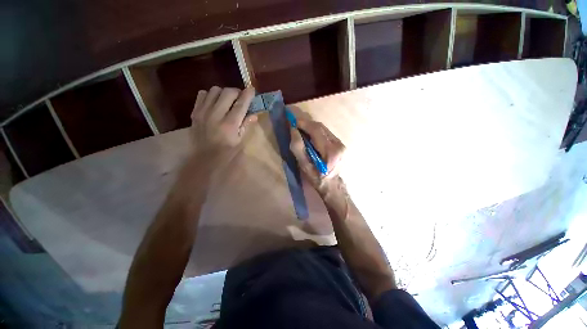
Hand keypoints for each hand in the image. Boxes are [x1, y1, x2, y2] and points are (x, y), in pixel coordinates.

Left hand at [190, 86, 256, 153]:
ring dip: (224, 92)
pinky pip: (202, 95)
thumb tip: (254, 114)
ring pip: (214, 90)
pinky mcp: (195, 112)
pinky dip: (210, 95)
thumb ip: (246, 126)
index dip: (247, 95)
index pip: (241, 104)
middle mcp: (216, 115)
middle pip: (227, 92)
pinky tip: (214, 103)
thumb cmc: (226, 152)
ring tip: (227, 100)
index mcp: (230, 125)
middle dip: (237, 92)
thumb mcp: (239, 141)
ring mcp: (203, 112)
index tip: (252, 89)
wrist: (203, 158)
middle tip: (240, 98)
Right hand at [289, 116, 345, 195]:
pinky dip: (316, 131)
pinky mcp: (340, 144)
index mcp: (330, 151)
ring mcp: (341, 143)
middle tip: (295, 123)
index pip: (316, 130)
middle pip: (320, 127)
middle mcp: (338, 144)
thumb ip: (298, 148)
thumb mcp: (304, 166)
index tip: (292, 120)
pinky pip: (326, 133)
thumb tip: (293, 130)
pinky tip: (309, 135)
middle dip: (306, 123)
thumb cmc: (316, 178)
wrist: (332, 185)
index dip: (303, 123)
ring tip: (301, 129)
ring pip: (323, 129)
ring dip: (311, 127)